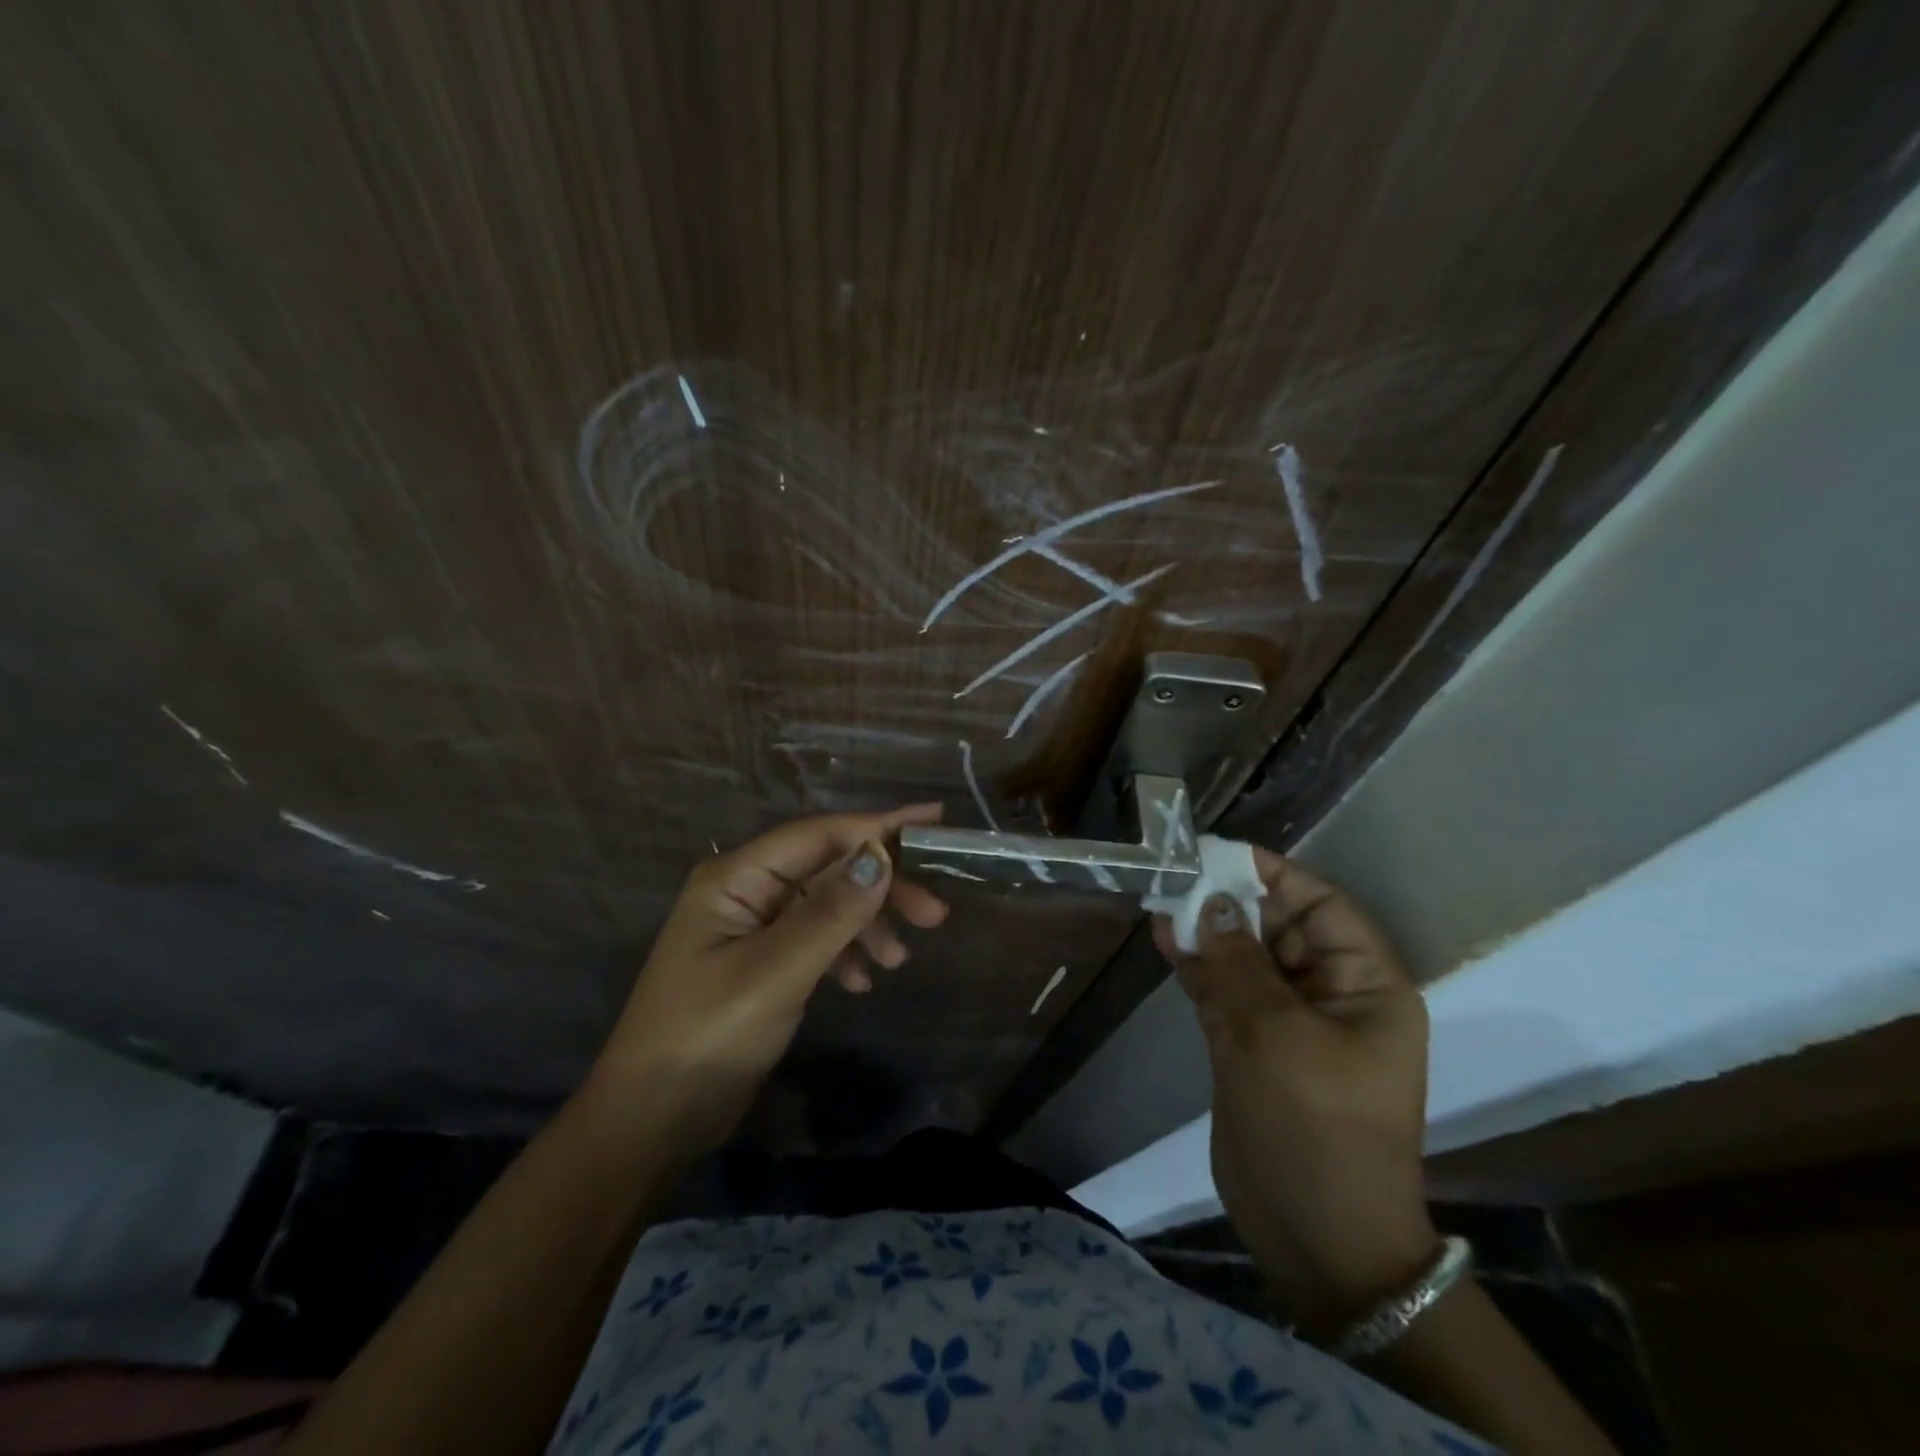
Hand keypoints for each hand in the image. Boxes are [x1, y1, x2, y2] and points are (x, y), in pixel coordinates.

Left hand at [591, 805, 949, 1160]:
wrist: (651, 1121)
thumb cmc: (706, 1036)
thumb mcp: (775, 973)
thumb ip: (831, 913)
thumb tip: (881, 855)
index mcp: (737, 877)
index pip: (819, 835)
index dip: (878, 825)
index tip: (935, 820)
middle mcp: (746, 890)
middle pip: (829, 868)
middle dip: (882, 886)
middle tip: (935, 915)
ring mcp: (754, 926)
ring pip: (828, 904)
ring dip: (867, 924)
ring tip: (899, 960)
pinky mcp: (762, 960)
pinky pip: (816, 938)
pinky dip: (844, 953)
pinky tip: (862, 982)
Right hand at [1153, 850, 1437, 1337]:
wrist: (1316, 1236)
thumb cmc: (1316, 1126)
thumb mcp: (1278, 1034)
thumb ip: (1240, 962)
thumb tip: (1209, 900)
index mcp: (1365, 986)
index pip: (1323, 907)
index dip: (1276, 876)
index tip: (1221, 853)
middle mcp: (1328, 995)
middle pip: (1278, 928)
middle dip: (1230, 900)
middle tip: (1177, 872)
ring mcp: (1286, 1022)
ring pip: (1245, 956)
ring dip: (1206, 929)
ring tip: (1161, 897)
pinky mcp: (1251, 1045)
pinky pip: (1223, 990)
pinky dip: (1195, 965)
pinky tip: (1162, 938)